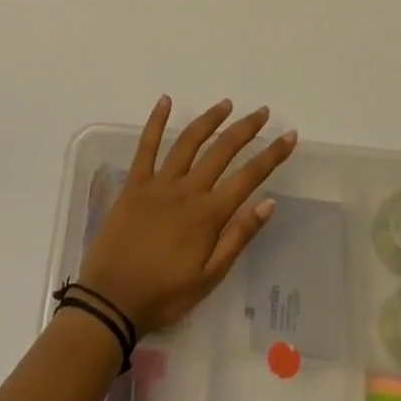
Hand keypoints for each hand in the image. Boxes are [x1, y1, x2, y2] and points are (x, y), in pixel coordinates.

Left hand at [77, 97, 297, 335]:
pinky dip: (156, 121)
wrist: (111, 300)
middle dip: (245, 129)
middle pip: (222, 151)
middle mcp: (187, 190)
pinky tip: (165, 100)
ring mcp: (159, 183)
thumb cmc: (164, 294)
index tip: (289, 136)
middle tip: (262, 112)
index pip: (249, 177)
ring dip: (209, 120)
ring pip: (189, 142)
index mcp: (208, 214)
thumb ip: (238, 237)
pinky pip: (146, 146)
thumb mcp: (209, 277)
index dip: (272, 155)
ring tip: (226, 104)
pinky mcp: (134, 183)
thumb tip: (269, 203)